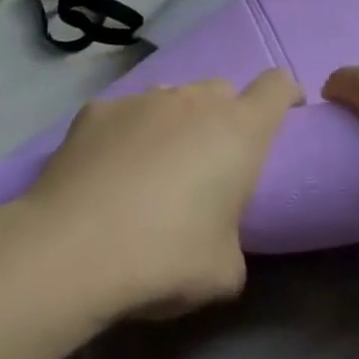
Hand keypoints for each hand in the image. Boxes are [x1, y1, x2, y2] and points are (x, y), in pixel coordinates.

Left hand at [17, 71, 302, 319]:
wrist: (72, 250)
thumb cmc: (166, 257)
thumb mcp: (225, 272)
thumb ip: (235, 241)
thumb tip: (220, 240)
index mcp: (239, 130)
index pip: (277, 86)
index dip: (286, 96)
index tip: (285, 114)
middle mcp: (195, 100)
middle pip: (223, 91)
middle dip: (225, 117)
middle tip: (210, 162)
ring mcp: (143, 99)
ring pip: (173, 98)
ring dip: (175, 124)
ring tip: (153, 169)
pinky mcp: (97, 109)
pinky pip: (125, 114)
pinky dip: (126, 134)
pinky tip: (106, 172)